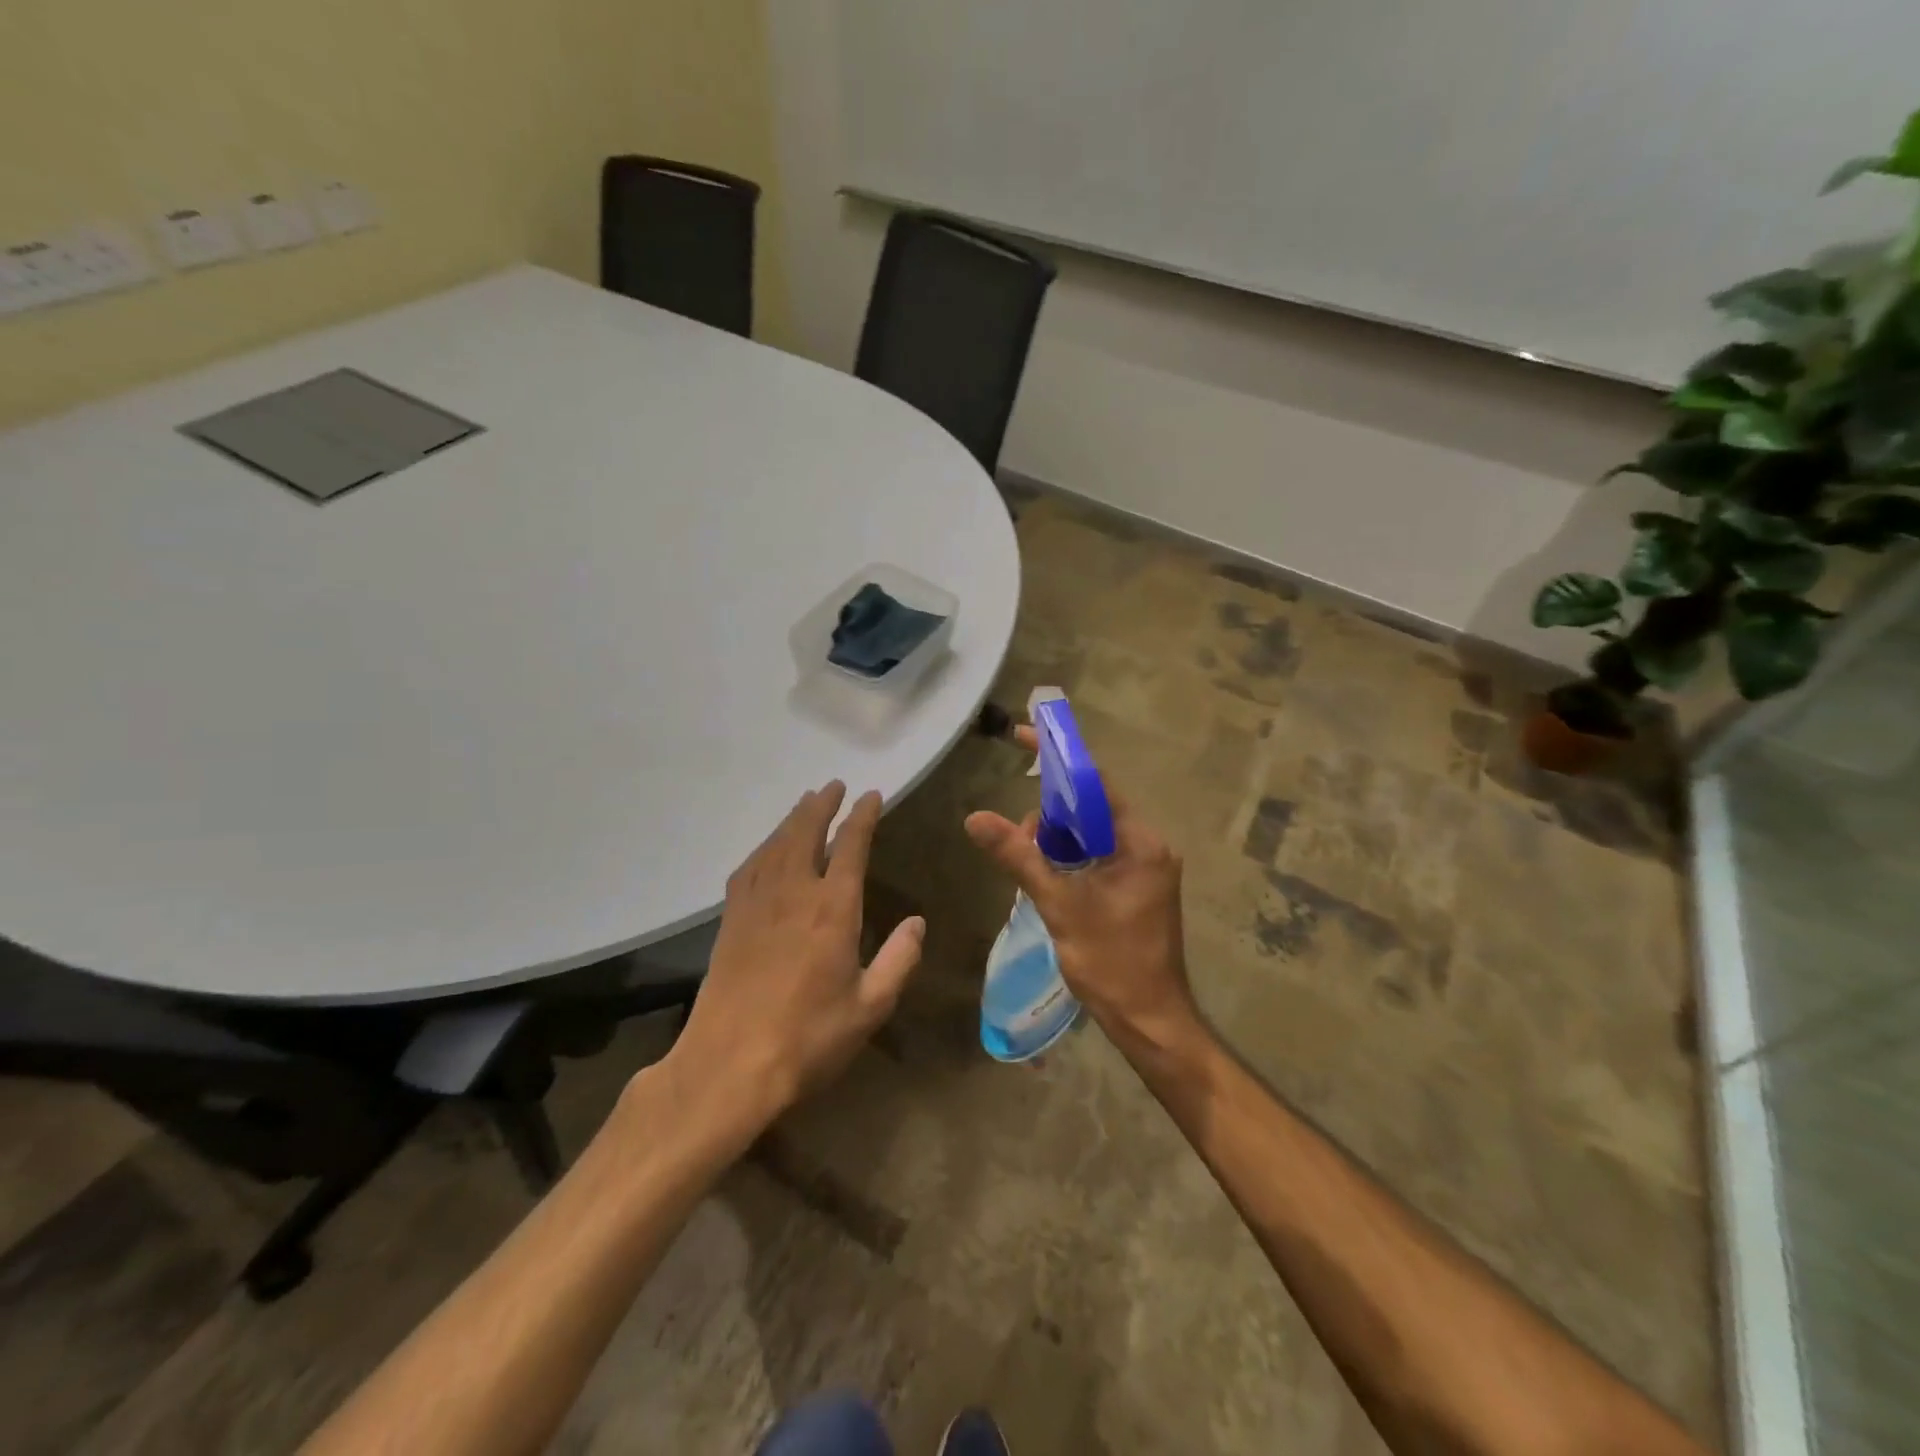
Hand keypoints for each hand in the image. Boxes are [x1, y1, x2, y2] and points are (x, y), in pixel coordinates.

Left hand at [663, 782, 923, 1138]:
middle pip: (806, 833)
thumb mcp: (870, 1007)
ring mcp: (756, 904)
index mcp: (833, 909)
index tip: (872, 796)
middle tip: (833, 785)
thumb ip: (898, 960)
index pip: (851, 846)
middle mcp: (794, 893)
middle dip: (822, 805)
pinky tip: (767, 849)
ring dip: (792, 819)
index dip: (862, 816)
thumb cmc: (808, 1039)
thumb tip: (916, 922)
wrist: (729, 1066)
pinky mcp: (731, 921)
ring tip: (805, 803)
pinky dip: (763, 848)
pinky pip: (749, 868)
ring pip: (775, 845)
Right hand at [964, 729, 1197, 1051]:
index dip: (1058, 758)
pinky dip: (1068, 857)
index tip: (1023, 736)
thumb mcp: (1060, 906)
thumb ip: (1019, 857)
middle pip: (1091, 805)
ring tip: (1028, 865)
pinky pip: (1096, 853)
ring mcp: (1144, 866)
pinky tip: (1045, 877)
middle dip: (1050, 812)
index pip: (1095, 782)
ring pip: (1090, 831)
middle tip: (1017, 840)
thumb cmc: (1112, 963)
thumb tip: (975, 818)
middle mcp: (1148, 844)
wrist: (1150, 1021)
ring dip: (1055, 839)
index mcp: (1141, 841)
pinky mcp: (1135, 885)